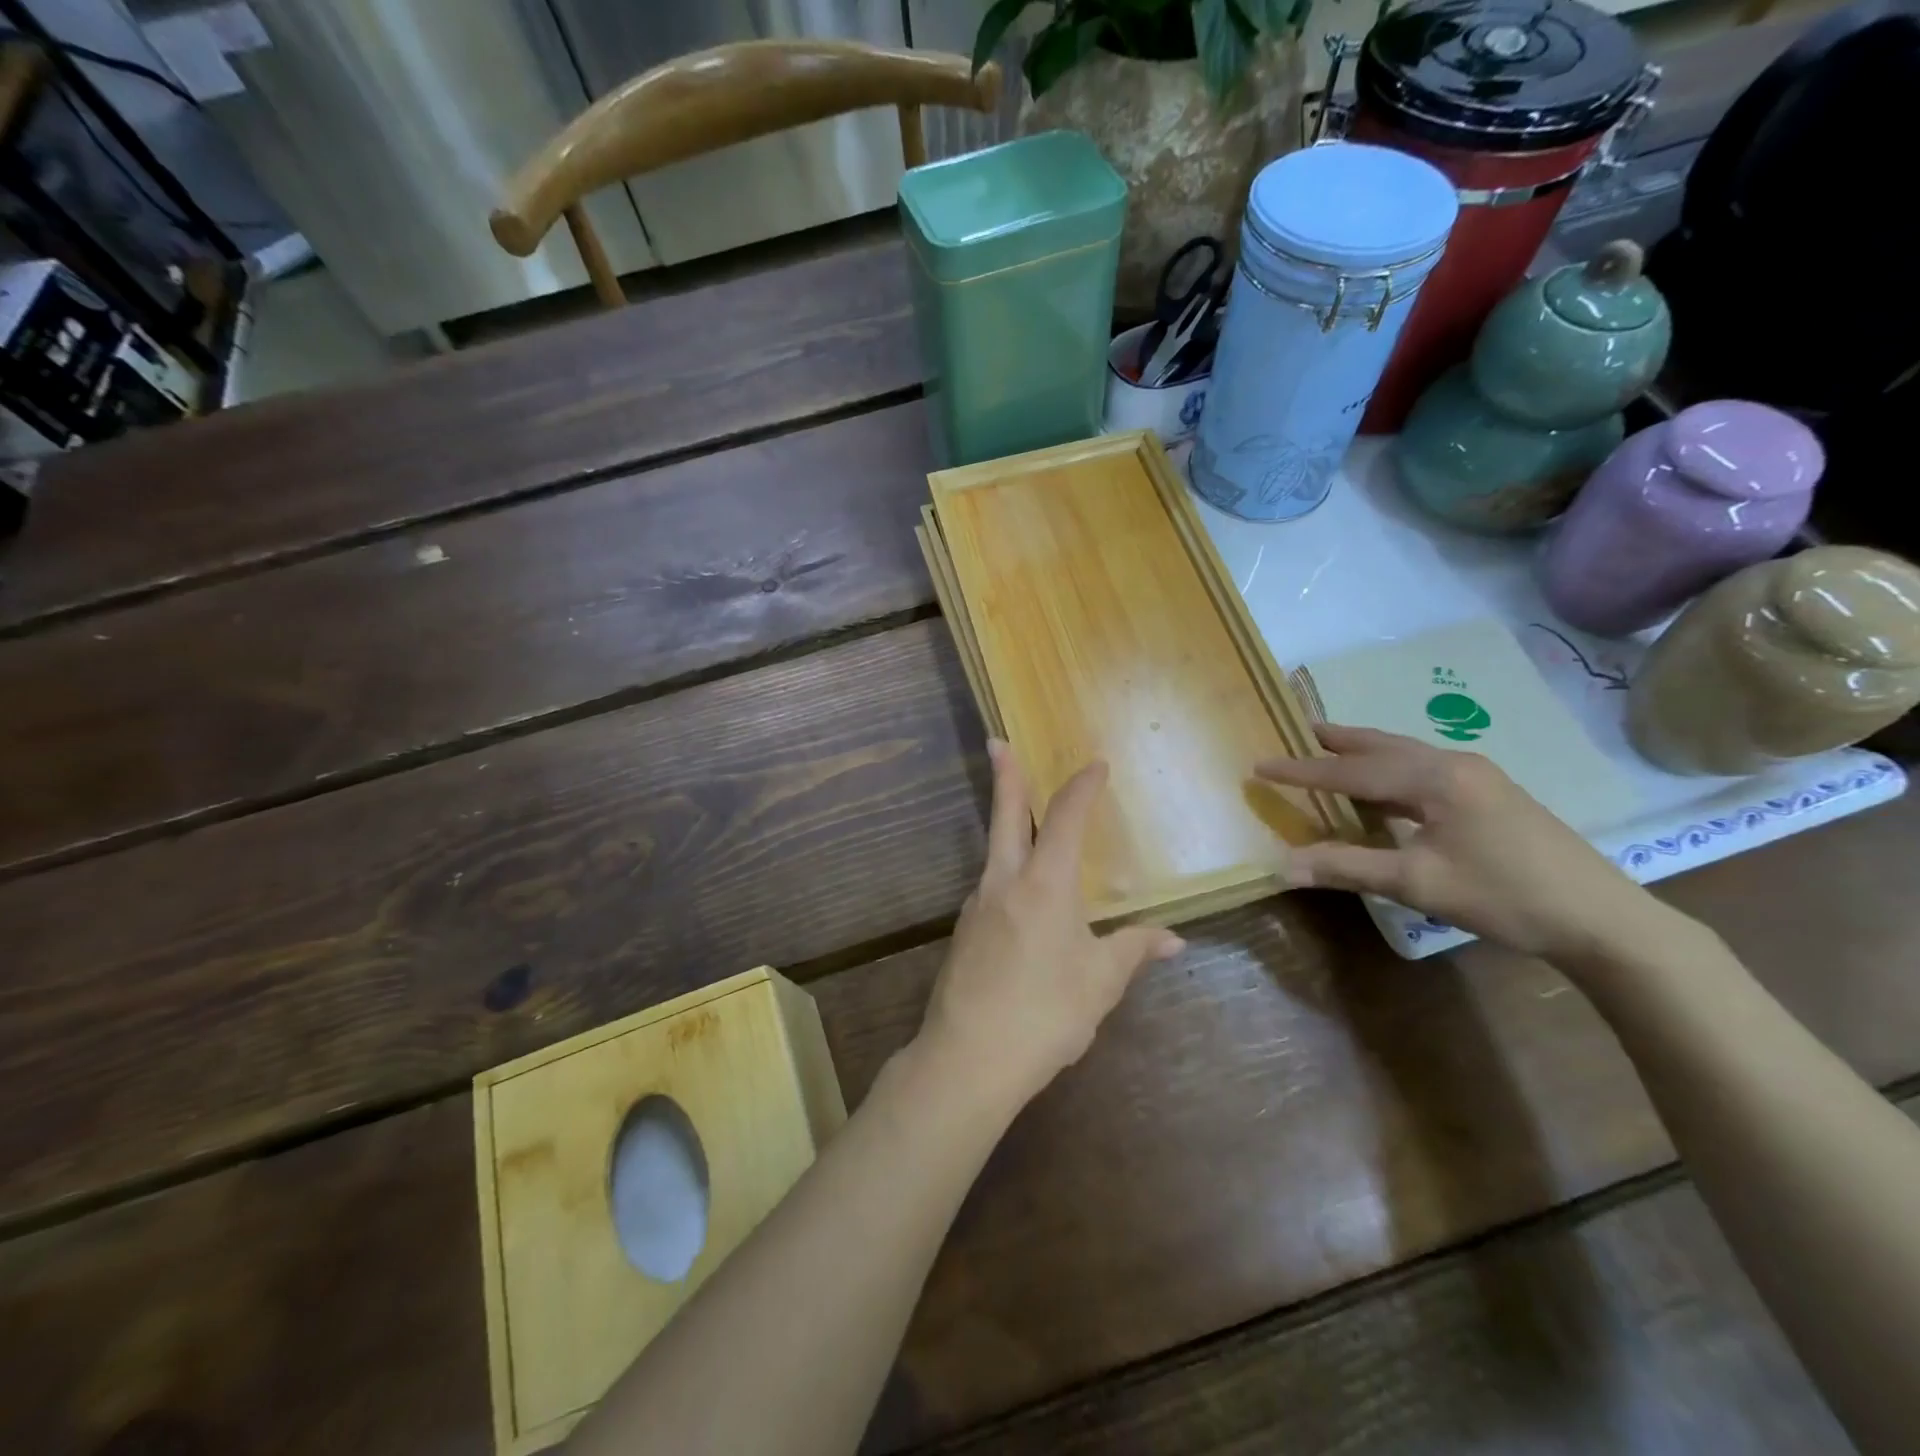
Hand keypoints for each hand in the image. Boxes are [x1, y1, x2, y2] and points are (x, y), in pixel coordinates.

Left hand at [916, 740, 1184, 1111]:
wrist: (968, 1059)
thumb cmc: (1046, 1014)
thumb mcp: (1101, 983)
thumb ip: (1134, 950)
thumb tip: (1171, 938)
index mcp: (1044, 885)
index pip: (1066, 819)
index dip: (1082, 788)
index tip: (1095, 766)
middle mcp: (1004, 883)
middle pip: (1006, 817)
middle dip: (1006, 777)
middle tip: (996, 742)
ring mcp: (976, 906)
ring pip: (994, 852)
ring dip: (1006, 825)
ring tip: (1023, 819)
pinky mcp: (963, 933)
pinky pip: (991, 888)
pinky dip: (1007, 873)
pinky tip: (1020, 899)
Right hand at [1256, 723, 1672, 963]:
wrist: (1601, 919)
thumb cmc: (1504, 896)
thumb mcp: (1417, 884)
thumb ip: (1347, 867)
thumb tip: (1281, 866)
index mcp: (1435, 779)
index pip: (1352, 770)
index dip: (1302, 770)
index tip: (1260, 766)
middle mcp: (1454, 765)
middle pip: (1383, 746)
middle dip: (1339, 740)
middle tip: (1301, 729)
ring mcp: (1479, 777)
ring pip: (1407, 755)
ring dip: (1367, 752)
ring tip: (1334, 746)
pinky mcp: (1492, 795)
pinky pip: (1425, 770)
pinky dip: (1392, 770)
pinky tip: (1386, 787)